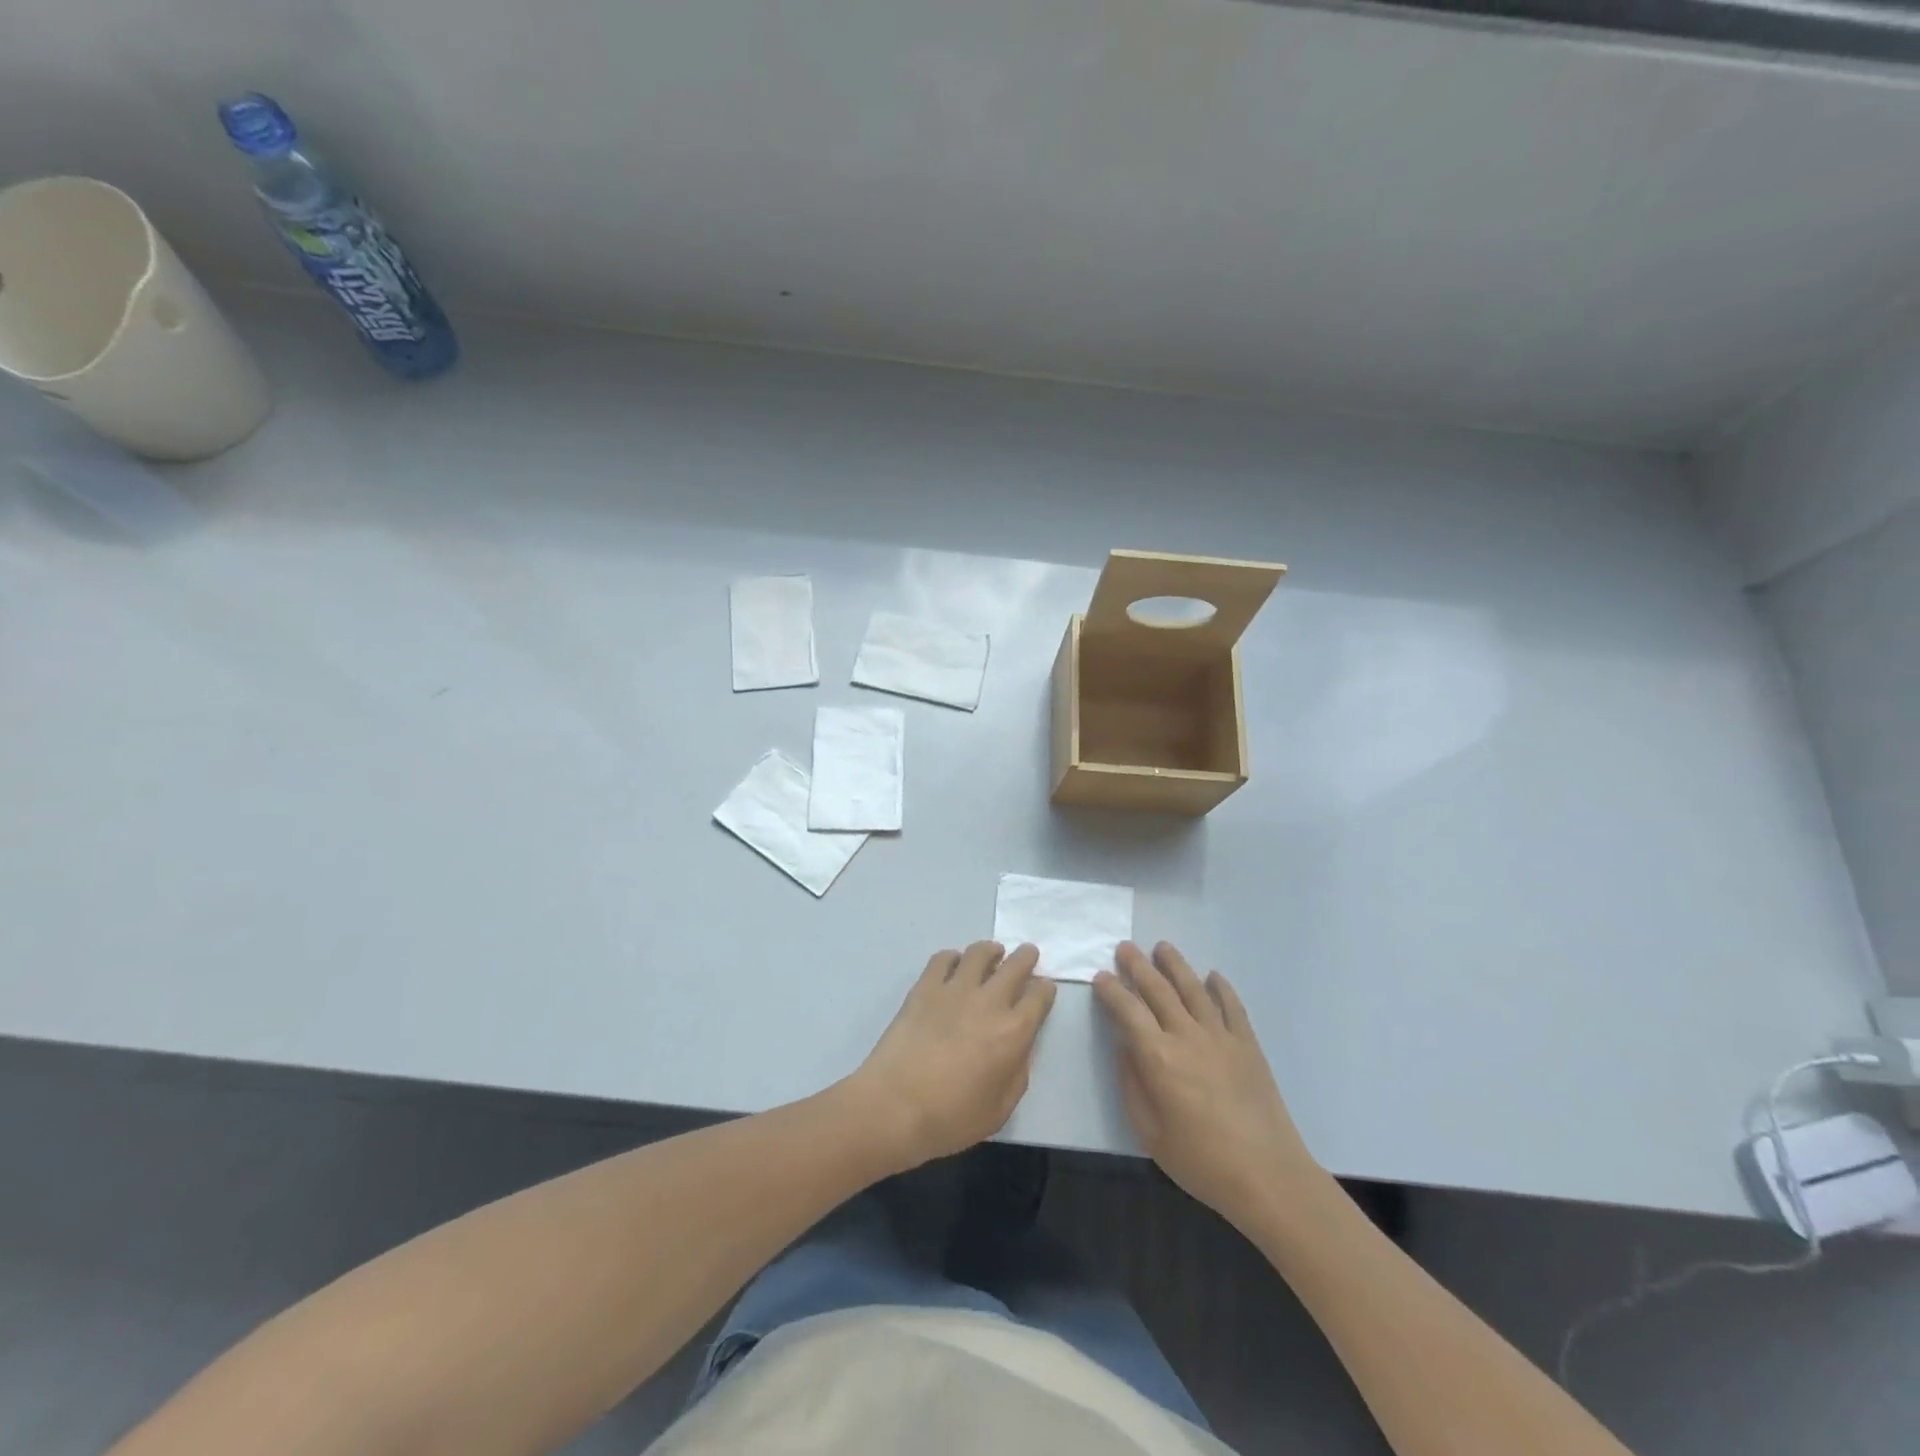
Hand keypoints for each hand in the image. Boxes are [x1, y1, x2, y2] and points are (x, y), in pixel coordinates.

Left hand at [850, 941, 1056, 1170]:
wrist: (895, 1106)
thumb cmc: (951, 1118)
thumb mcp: (1001, 1109)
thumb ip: (1018, 1072)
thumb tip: (1020, 1046)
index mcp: (1013, 1032)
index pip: (1039, 996)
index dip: (1045, 989)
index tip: (1043, 988)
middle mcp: (989, 1002)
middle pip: (1016, 965)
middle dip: (1026, 957)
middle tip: (1027, 955)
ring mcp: (954, 989)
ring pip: (980, 953)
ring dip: (991, 950)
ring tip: (993, 954)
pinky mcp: (925, 987)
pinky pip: (943, 958)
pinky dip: (953, 957)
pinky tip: (954, 965)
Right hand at [1093, 941, 1317, 1228]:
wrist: (1268, 1176)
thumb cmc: (1201, 1161)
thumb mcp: (1149, 1132)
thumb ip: (1132, 1084)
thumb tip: (1126, 1048)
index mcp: (1158, 1057)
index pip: (1128, 1011)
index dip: (1111, 990)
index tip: (1100, 976)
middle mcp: (1187, 1036)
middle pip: (1158, 990)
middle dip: (1138, 966)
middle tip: (1124, 947)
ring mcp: (1221, 1036)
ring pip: (1193, 989)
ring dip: (1175, 965)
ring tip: (1162, 947)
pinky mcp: (1248, 1044)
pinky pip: (1232, 1006)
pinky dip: (1221, 987)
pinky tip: (1212, 976)